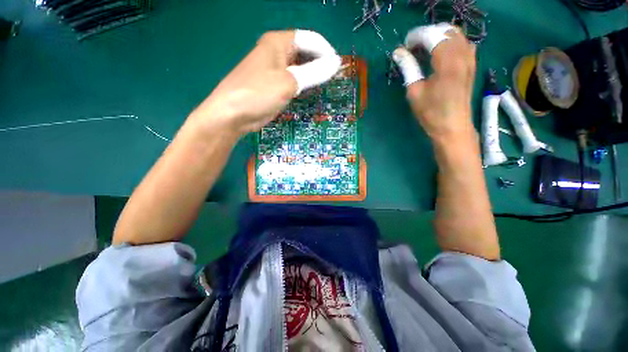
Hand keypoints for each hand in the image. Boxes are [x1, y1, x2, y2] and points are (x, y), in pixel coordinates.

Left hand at [190, 30, 340, 136]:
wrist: (232, 114)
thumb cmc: (258, 93)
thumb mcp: (288, 82)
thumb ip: (313, 72)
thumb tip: (335, 64)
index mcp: (278, 42)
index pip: (309, 39)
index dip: (326, 51)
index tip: (337, 68)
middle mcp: (276, 53)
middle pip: (305, 52)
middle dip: (320, 63)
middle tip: (333, 79)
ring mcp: (274, 70)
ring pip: (300, 68)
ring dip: (312, 75)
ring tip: (324, 85)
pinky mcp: (274, 86)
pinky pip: (293, 81)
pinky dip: (303, 85)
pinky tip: (309, 92)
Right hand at [393, 25, 476, 141]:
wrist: (452, 127)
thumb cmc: (431, 113)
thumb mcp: (414, 91)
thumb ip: (408, 68)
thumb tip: (398, 52)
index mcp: (447, 62)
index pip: (432, 36)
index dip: (416, 37)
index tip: (404, 46)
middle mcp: (462, 55)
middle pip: (446, 30)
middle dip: (428, 34)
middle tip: (413, 47)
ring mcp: (470, 58)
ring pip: (457, 34)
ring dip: (439, 36)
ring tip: (425, 49)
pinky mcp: (471, 64)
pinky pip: (463, 43)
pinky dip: (450, 42)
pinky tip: (440, 53)